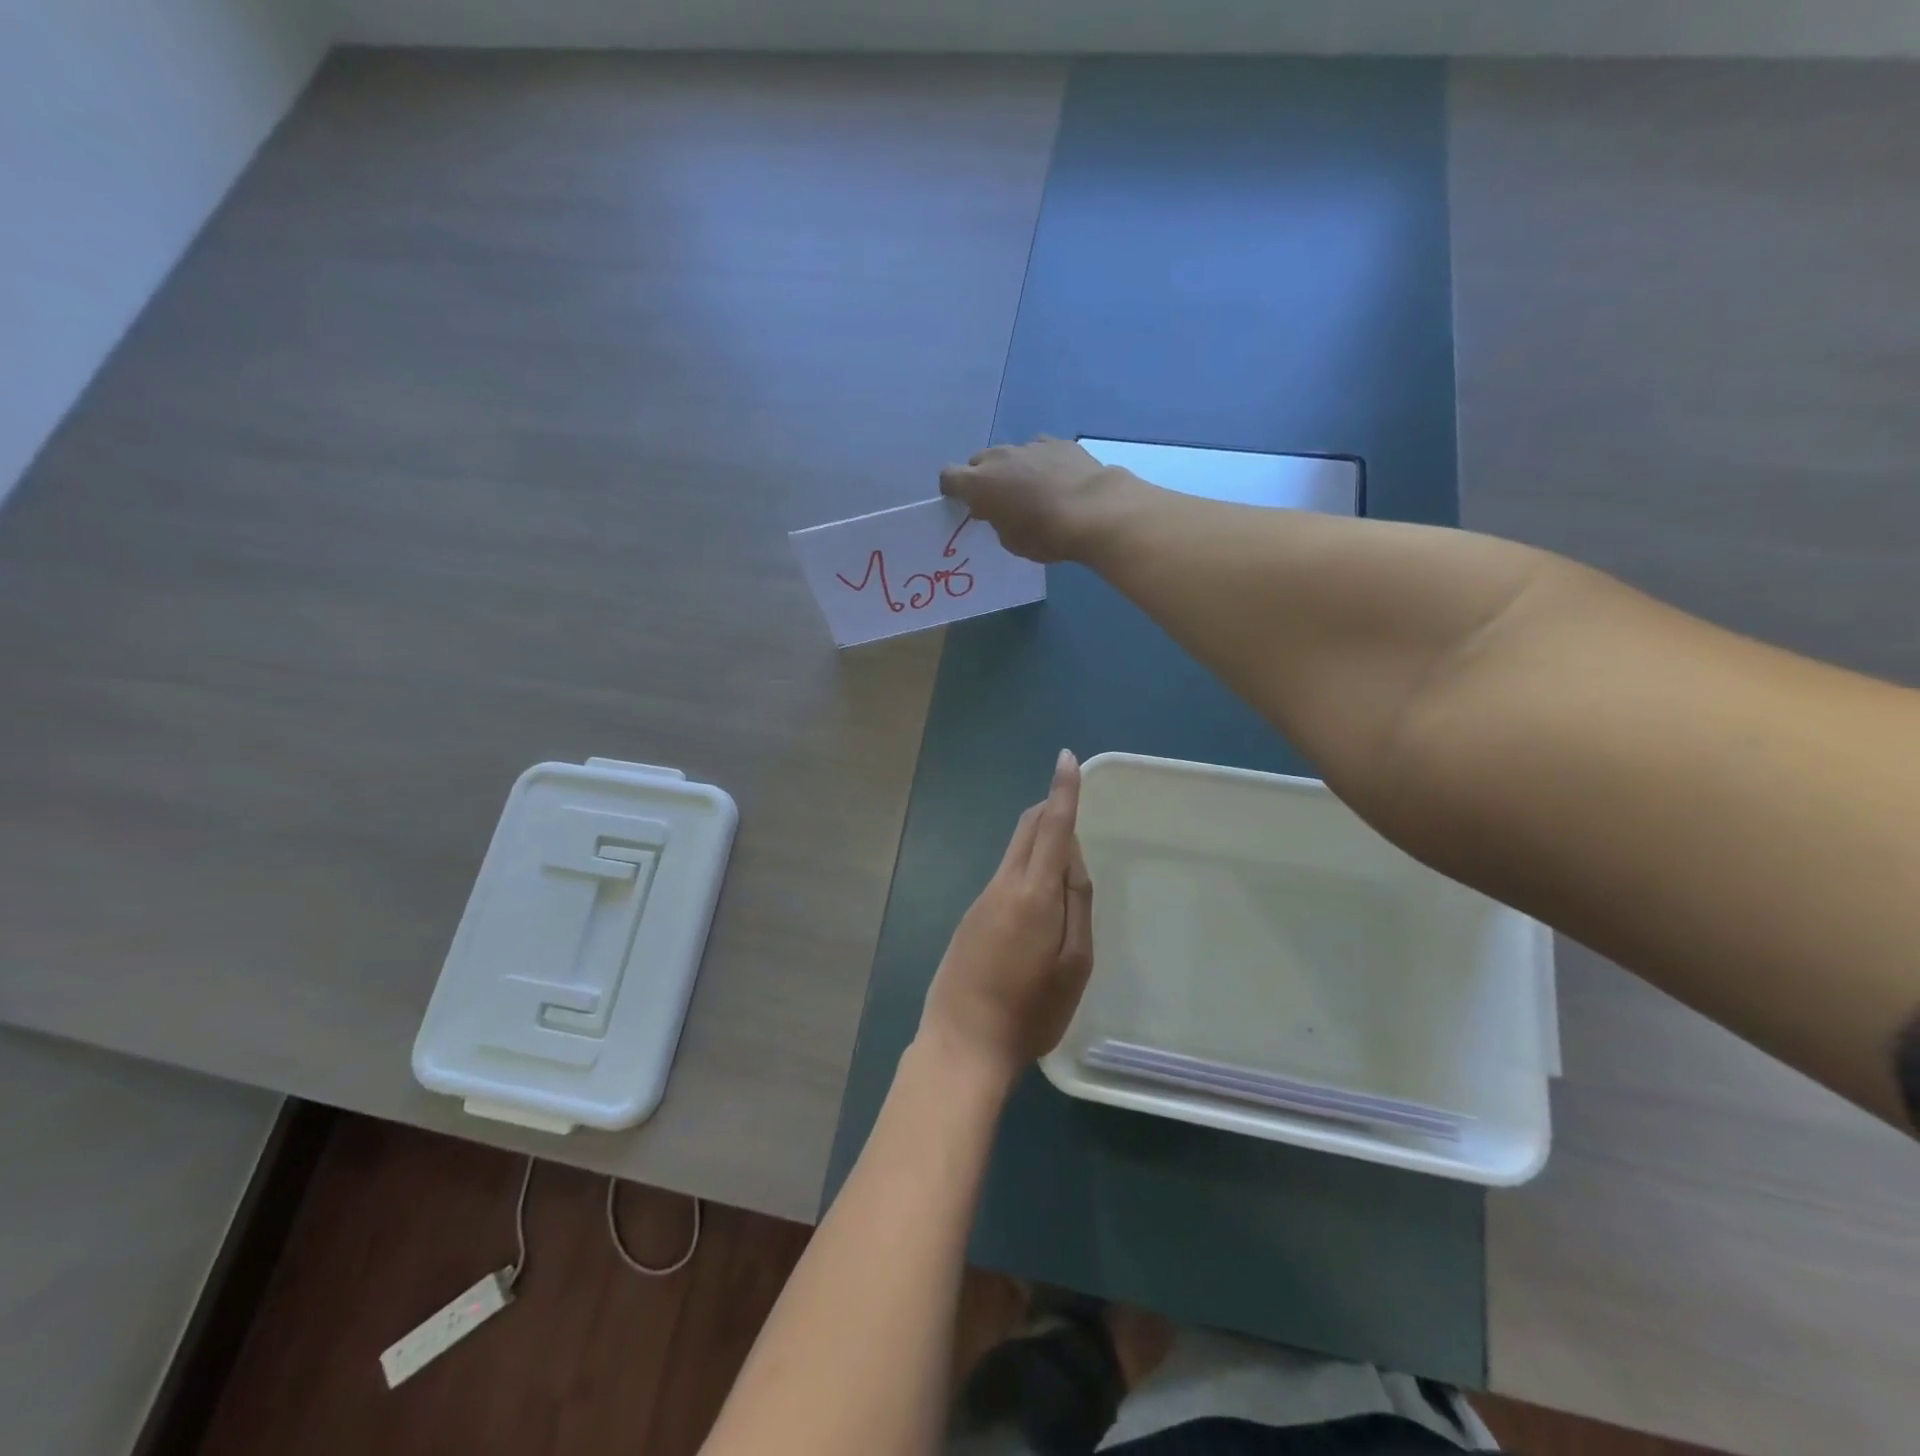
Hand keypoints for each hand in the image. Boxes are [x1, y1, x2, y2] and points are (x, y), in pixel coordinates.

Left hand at [918, 750, 1094, 1081]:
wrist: (962, 1043)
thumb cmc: (1030, 1010)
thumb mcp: (1074, 964)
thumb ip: (1076, 904)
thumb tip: (1071, 859)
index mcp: (1033, 892)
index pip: (1052, 827)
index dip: (1062, 791)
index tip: (1065, 759)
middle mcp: (1003, 884)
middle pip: (1028, 830)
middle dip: (1050, 810)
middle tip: (1073, 811)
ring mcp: (982, 899)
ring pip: (1015, 852)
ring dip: (1040, 844)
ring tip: (1064, 874)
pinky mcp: (971, 916)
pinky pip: (1005, 877)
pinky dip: (1026, 871)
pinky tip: (1036, 908)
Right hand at [939, 438, 1130, 562]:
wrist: (1094, 510)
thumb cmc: (1045, 534)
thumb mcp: (1010, 541)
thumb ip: (996, 520)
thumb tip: (997, 509)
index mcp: (979, 483)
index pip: (949, 477)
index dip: (952, 490)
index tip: (962, 503)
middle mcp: (999, 457)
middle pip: (979, 461)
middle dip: (983, 478)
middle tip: (999, 500)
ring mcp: (1029, 446)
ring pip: (1010, 455)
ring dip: (1014, 470)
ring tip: (1032, 490)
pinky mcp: (1058, 442)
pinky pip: (1039, 450)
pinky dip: (1041, 463)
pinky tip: (1056, 480)